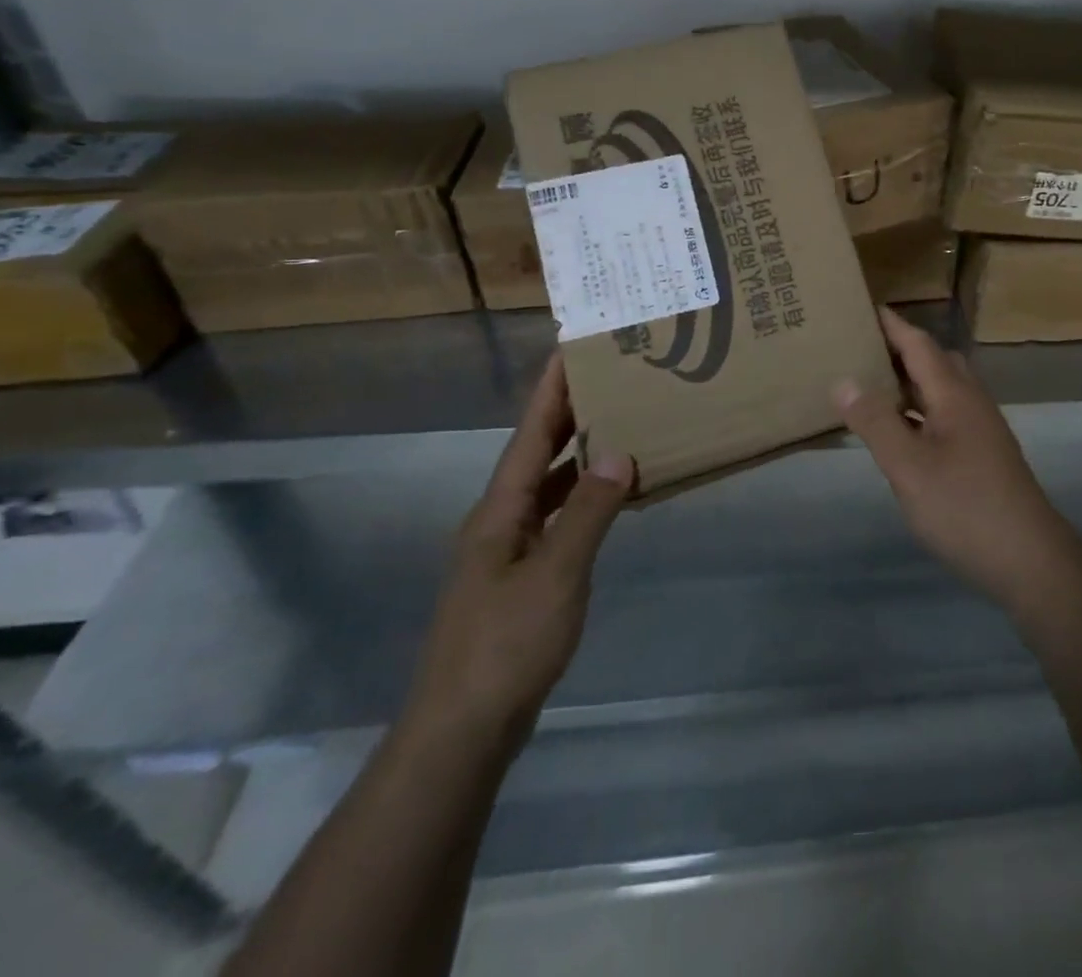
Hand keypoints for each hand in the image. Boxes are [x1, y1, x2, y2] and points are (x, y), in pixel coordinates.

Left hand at [403, 353, 632, 755]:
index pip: (529, 435)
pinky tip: (609, 499)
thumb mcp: (556, 574)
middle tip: (608, 378)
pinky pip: (555, 519)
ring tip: (618, 425)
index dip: (550, 391)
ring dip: (577, 455)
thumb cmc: (506, 645)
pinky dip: (582, 499)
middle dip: (567, 414)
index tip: (571, 348)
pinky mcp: (519, 579)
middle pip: (535, 454)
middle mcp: (498, 522)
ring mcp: (506, 553)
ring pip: (546, 487)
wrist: (462, 731)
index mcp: (499, 511)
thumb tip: (619, 452)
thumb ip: (588, 512)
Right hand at [835, 308, 1079, 609]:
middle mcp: (971, 402)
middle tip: (858, 349)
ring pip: (941, 391)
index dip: (891, 325)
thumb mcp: (908, 466)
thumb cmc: (964, 506)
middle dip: (899, 349)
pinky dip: (918, 412)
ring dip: (909, 383)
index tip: (861, 306)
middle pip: (934, 361)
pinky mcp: (983, 454)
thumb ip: (875, 421)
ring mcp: (981, 429)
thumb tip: (844, 379)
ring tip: (869, 386)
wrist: (1028, 558)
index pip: (918, 344)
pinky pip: (944, 416)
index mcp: (954, 394)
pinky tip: (898, 433)